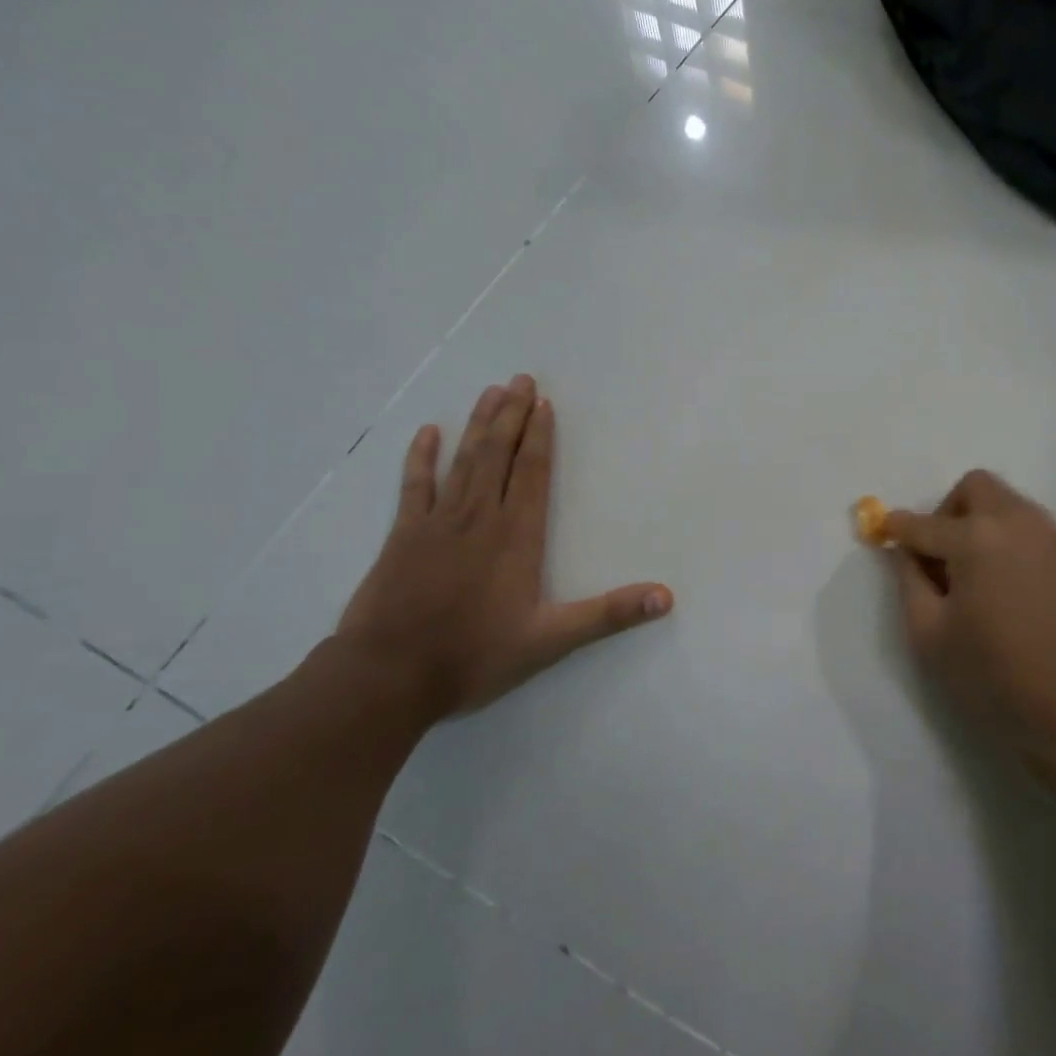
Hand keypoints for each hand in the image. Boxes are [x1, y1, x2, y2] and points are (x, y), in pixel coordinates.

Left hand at [338, 376, 672, 717]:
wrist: (388, 676)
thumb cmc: (474, 656)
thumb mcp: (551, 640)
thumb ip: (609, 614)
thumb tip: (666, 597)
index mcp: (516, 536)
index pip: (532, 473)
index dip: (540, 436)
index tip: (544, 403)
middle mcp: (479, 518)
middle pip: (499, 455)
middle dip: (512, 415)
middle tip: (521, 379)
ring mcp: (437, 523)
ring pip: (463, 461)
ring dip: (478, 425)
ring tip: (491, 392)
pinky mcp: (403, 536)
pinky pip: (414, 486)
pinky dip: (421, 457)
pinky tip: (428, 432)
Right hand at [885, 471, 1055, 783]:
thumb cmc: (997, 674)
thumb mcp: (932, 636)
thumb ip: (910, 583)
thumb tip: (906, 554)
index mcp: (975, 537)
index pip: (923, 523)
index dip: (897, 528)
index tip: (883, 532)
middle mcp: (1016, 520)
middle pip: (974, 488)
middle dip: (946, 511)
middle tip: (937, 556)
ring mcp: (1050, 535)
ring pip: (1004, 503)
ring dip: (978, 522)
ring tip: (970, 575)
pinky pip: (1027, 526)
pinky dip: (1004, 538)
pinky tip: (1001, 585)